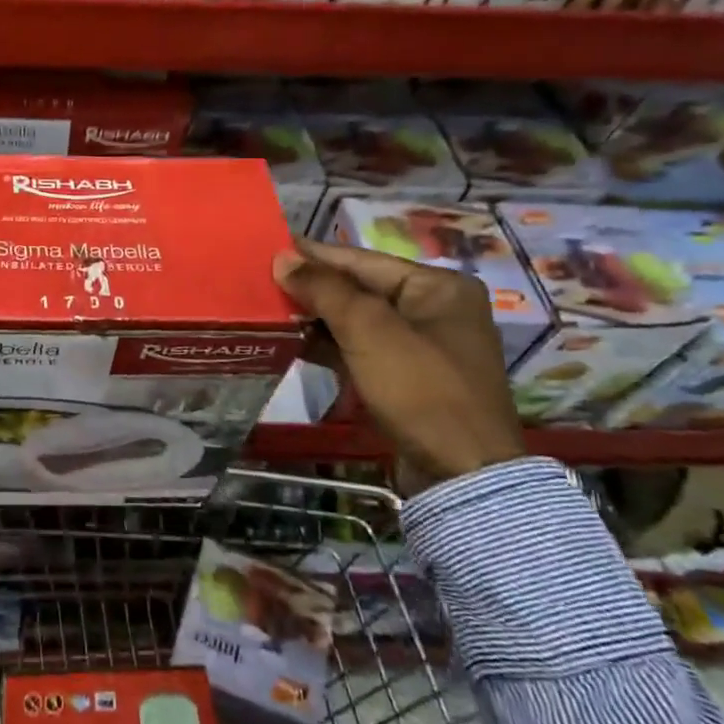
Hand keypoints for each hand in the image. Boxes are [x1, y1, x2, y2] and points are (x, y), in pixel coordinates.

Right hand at [272, 237, 522, 495]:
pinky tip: (292, 343)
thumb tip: (282, 258)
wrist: (462, 476)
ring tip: (268, 310)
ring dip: (315, 318)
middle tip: (261, 281)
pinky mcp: (408, 378)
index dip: (313, 255)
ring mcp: (422, 346)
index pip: (362, 260)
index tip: (269, 247)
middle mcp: (435, 309)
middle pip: (360, 289)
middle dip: (312, 289)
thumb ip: (325, 290)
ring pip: (357, 320)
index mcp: (438, 287)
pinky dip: (329, 345)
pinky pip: (361, 349)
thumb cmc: (421, 390)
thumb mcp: (370, 332)